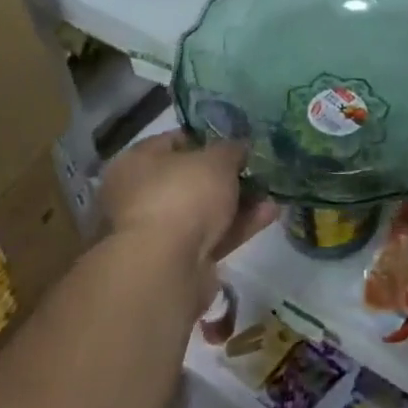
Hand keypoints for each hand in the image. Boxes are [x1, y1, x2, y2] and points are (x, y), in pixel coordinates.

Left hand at [99, 130, 277, 306]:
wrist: (164, 269)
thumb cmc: (183, 196)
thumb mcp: (217, 159)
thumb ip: (231, 149)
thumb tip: (238, 148)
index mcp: (135, 163)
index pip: (173, 141)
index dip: (207, 138)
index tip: (235, 141)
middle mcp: (138, 196)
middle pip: (190, 179)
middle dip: (226, 176)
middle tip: (256, 169)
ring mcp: (156, 232)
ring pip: (203, 210)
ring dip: (238, 202)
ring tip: (272, 192)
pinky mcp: (176, 261)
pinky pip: (212, 236)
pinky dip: (238, 226)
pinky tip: (269, 214)